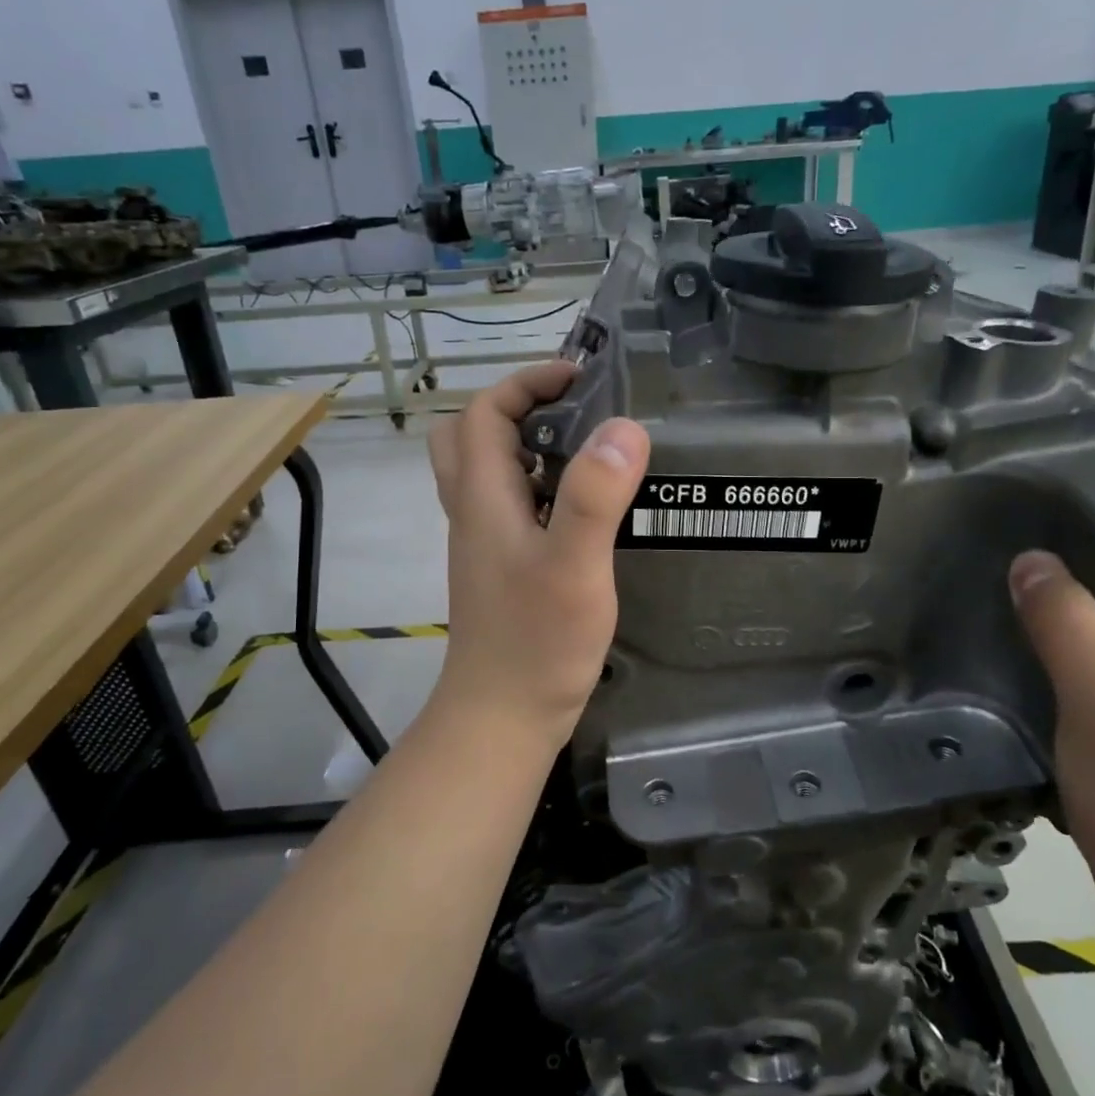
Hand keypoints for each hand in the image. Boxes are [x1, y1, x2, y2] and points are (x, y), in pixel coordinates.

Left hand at [428, 362, 648, 749]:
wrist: (503, 717)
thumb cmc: (536, 642)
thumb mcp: (573, 566)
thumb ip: (595, 497)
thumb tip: (623, 427)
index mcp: (483, 498)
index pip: (485, 413)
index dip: (526, 383)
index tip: (580, 378)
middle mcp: (474, 513)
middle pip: (471, 437)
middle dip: (516, 409)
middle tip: (572, 413)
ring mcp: (485, 544)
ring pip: (489, 474)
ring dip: (528, 448)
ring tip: (588, 453)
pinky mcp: (502, 570)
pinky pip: (511, 508)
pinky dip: (540, 490)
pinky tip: (585, 512)